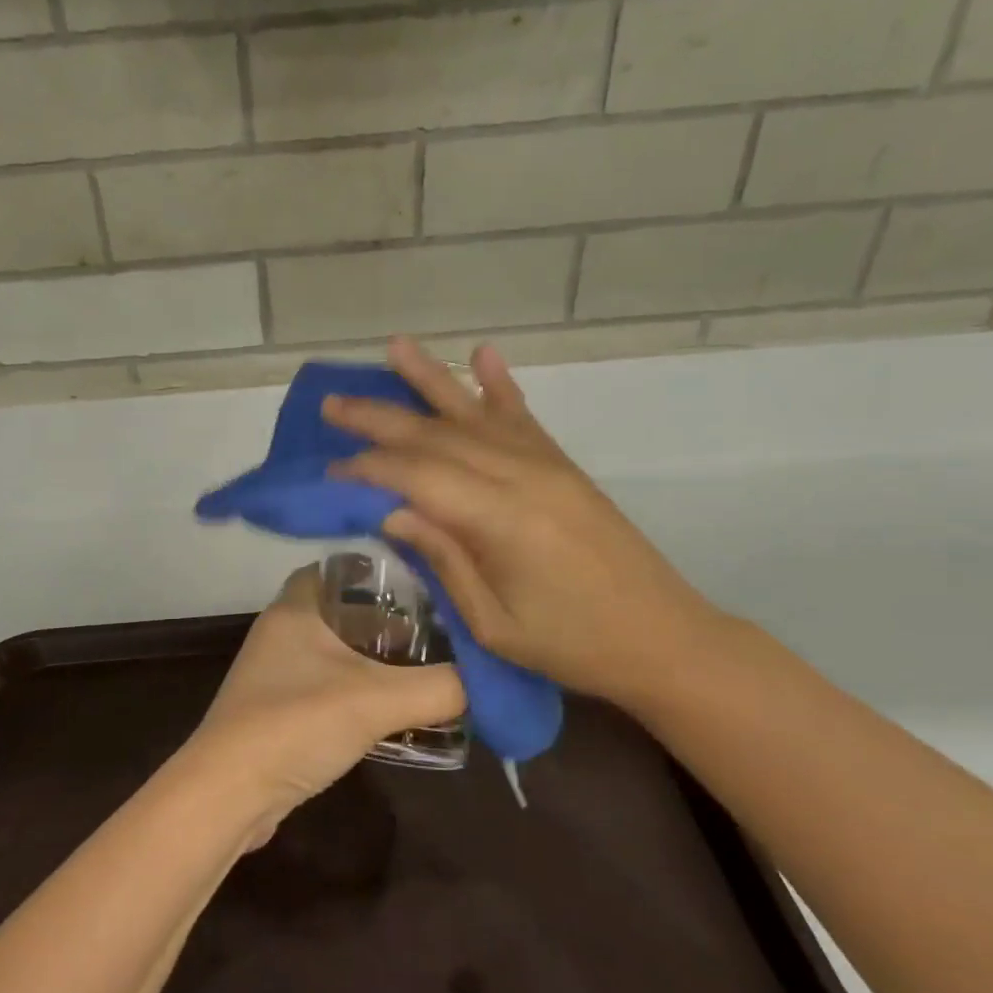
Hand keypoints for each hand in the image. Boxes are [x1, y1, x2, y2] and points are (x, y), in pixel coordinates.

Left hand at [179, 565, 464, 838]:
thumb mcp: (376, 700)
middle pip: (341, 611)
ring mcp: (275, 674)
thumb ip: (438, 688)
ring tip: (425, 667)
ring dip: (374, 660)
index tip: (424, 581)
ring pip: (335, 652)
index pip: (338, 568)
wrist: (229, 793)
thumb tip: (487, 681)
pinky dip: (357, 692)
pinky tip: (392, 710)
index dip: (379, 570)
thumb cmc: (296, 723)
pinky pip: (326, 687)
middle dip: (387, 620)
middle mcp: (281, 632)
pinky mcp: (277, 712)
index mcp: (295, 609)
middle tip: (437, 628)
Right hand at [323, 337, 730, 711]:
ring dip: (430, 379)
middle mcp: (522, 476)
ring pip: (475, 412)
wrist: (662, 637)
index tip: (330, 469)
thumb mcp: (494, 622)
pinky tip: (484, 353)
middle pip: (437, 435)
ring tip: (394, 347)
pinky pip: (522, 416)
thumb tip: (390, 512)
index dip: (369, 469)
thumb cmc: (571, 645)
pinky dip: (499, 384)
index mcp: (501, 520)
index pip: (418, 476)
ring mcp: (546, 465)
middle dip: (379, 417)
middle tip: (333, 404)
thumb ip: (443, 559)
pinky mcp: (562, 466)